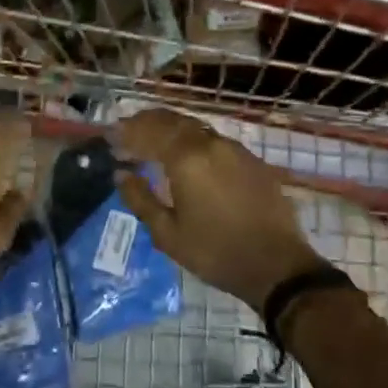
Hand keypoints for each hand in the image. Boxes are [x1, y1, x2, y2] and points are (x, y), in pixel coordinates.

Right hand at [114, 109, 331, 310]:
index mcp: (187, 159)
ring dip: (171, 129)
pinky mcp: (253, 161)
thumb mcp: (167, 234)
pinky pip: (215, 140)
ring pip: (196, 127)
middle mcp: (211, 144)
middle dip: (147, 122)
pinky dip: (193, 140)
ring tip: (154, 140)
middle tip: (128, 130)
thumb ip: (141, 199)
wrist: (277, 267)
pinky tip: (189, 156)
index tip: (111, 136)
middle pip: (173, 121)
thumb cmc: (215, 252)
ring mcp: (236, 150)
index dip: (127, 131)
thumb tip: (121, 174)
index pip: (149, 131)